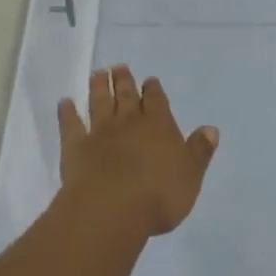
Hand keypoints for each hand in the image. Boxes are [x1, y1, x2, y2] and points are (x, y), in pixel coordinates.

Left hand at [58, 66, 218, 236]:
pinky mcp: (76, 146)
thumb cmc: (159, 195)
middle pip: (127, 96)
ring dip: (99, 87)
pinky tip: (64, 102)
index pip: (157, 101)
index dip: (154, 90)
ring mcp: (100, 132)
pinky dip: (67, 112)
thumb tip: (211, 128)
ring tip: (97, 73)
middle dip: (124, 81)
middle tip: (119, 67)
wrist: (112, 209)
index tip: (150, 80)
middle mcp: (129, 122)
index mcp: (159, 126)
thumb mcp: (190, 175)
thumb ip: (199, 151)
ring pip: (100, 103)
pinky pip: (70, 124)